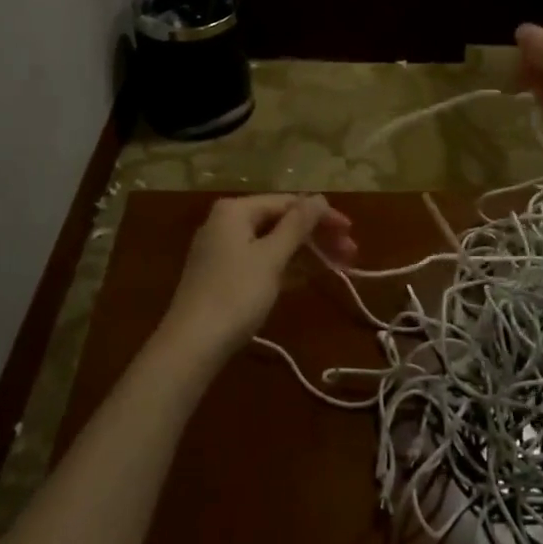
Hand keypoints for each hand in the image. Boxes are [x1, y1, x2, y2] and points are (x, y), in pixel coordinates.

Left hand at [156, 194, 356, 361]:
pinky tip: (309, 276)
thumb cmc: (235, 295)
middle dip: (316, 236)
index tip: (351, 231)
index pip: (288, 203)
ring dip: (306, 252)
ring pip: (272, 243)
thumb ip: (297, 225)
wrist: (191, 346)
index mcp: (235, 210)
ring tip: (339, 266)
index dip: (322, 215)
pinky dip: (286, 266)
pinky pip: (261, 261)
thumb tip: (319, 197)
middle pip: (280, 221)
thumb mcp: (271, 257)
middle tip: (350, 253)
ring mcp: (222, 250)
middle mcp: (226, 222)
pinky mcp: (222, 275)